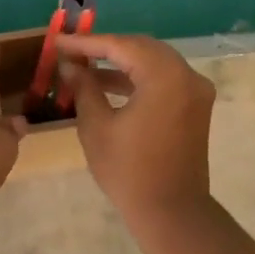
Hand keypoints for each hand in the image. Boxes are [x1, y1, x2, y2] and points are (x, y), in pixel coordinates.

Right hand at [58, 34, 215, 231]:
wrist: (171, 211)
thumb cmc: (129, 171)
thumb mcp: (96, 126)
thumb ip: (84, 88)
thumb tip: (70, 66)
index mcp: (164, 76)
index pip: (121, 46)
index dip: (87, 43)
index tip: (59, 42)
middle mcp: (187, 75)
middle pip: (141, 48)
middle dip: (105, 48)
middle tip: (72, 52)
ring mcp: (195, 91)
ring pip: (153, 62)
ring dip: (120, 64)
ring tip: (84, 71)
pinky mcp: (195, 107)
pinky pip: (163, 80)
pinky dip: (137, 79)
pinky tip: (108, 86)